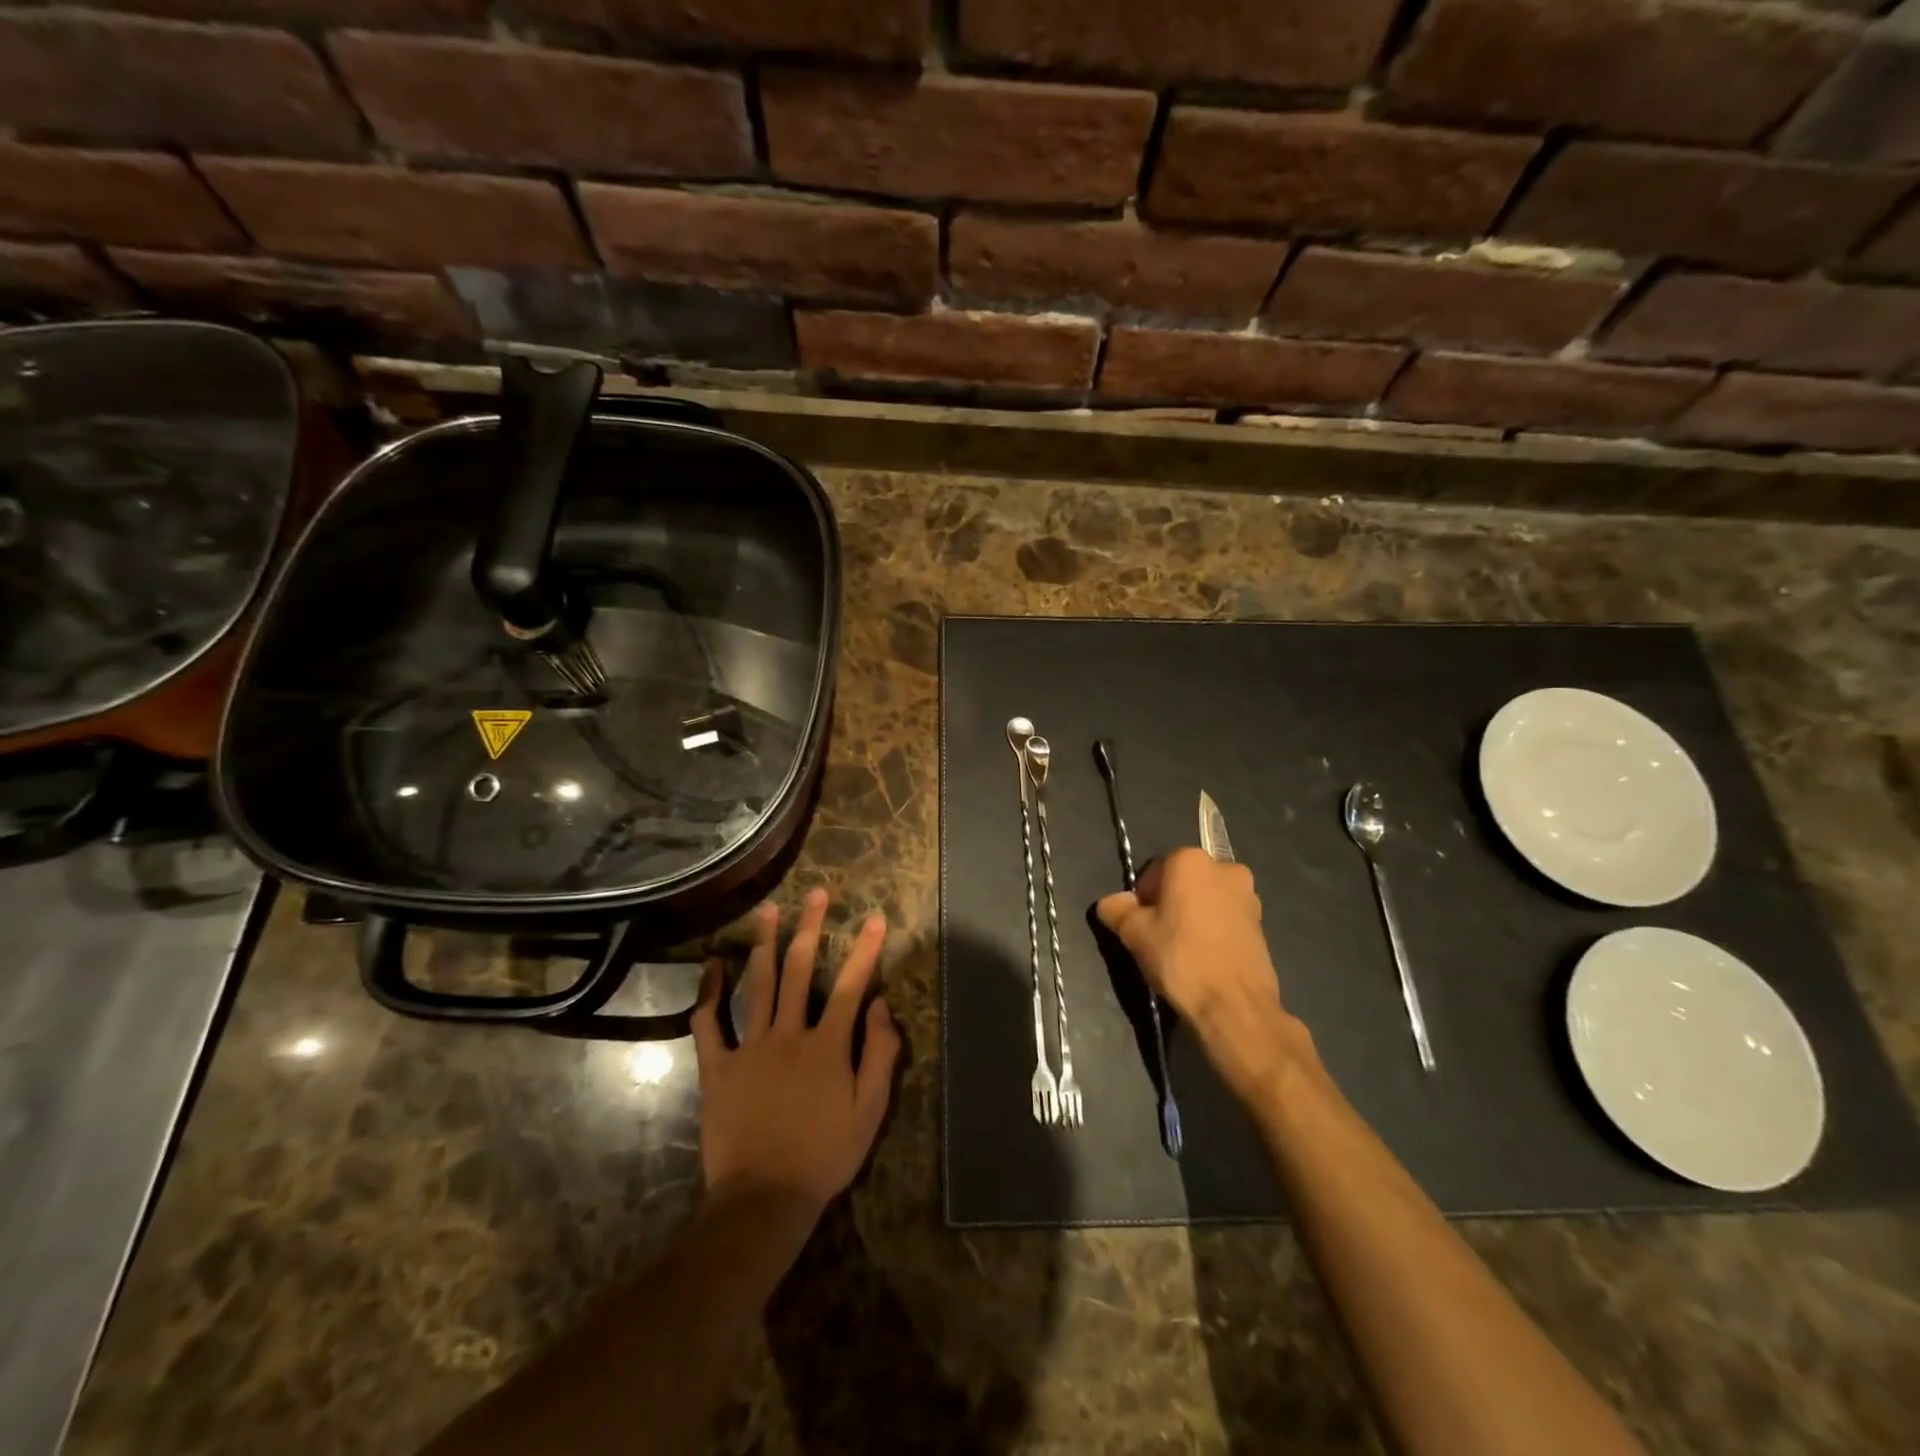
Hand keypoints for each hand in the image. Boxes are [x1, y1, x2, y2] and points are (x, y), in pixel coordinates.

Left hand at [691, 889, 900, 1213]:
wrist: (764, 1199)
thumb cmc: (824, 1156)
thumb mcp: (869, 1112)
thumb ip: (880, 1055)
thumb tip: (880, 1006)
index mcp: (827, 1045)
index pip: (850, 986)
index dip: (865, 950)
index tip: (875, 918)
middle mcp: (788, 1034)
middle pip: (799, 970)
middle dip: (811, 927)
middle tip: (817, 893)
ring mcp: (749, 1047)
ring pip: (757, 984)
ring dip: (764, 943)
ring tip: (769, 909)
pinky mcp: (718, 1067)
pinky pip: (709, 1023)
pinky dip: (708, 992)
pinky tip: (712, 964)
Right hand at [1096, 848, 1303, 1097]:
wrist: (1234, 1005)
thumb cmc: (1180, 958)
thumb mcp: (1134, 933)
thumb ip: (1117, 910)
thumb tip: (1111, 902)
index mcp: (1191, 860)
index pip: (1155, 870)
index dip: (1142, 897)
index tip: (1139, 924)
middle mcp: (1225, 868)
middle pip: (1184, 881)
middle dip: (1170, 902)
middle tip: (1158, 936)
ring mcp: (1249, 895)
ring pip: (1207, 899)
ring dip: (1193, 915)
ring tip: (1182, 950)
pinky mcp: (1263, 923)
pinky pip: (1226, 918)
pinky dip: (1213, 930)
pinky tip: (1204, 957)